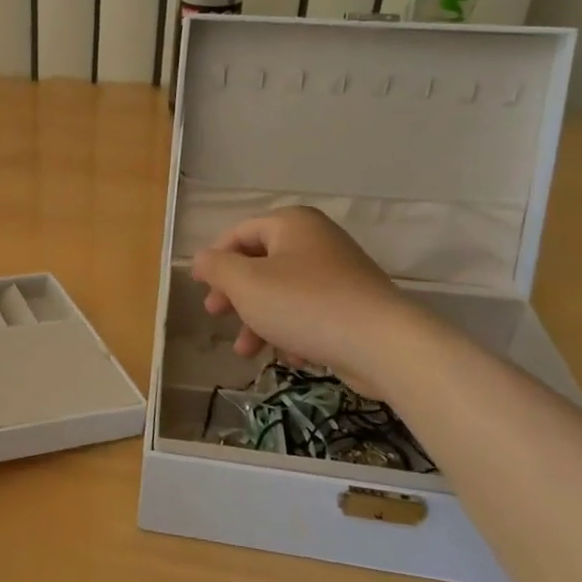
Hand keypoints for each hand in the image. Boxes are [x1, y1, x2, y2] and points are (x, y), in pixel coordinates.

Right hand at [190, 206, 412, 394]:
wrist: (382, 344)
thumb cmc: (303, 304)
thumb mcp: (245, 284)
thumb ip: (216, 267)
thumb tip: (201, 259)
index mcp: (291, 224)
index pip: (239, 233)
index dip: (214, 259)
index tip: (199, 288)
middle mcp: (316, 240)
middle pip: (260, 264)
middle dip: (235, 295)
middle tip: (217, 316)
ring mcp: (338, 273)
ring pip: (282, 293)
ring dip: (259, 320)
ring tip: (247, 351)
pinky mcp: (352, 304)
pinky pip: (309, 312)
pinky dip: (292, 331)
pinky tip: (290, 357)